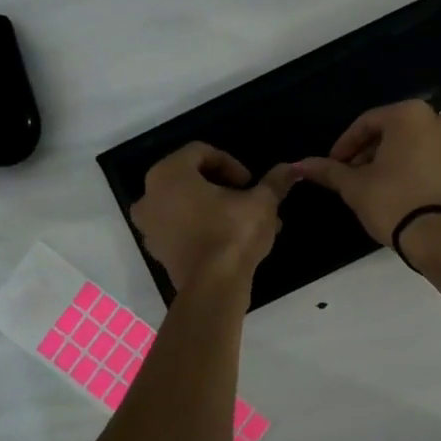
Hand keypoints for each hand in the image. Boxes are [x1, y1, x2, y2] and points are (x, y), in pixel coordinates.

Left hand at [130, 143, 296, 291]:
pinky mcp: (156, 250)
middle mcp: (150, 194)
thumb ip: (274, 181)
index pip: (201, 152)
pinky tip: (231, 240)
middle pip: (191, 178)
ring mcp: (148, 225)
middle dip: (224, 187)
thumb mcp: (261, 202)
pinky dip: (201, 227)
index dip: (231, 163)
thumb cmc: (233, 232)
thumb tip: (293, 169)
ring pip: (186, 204)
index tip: (250, 183)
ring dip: (215, 208)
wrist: (213, 287)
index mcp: (169, 173)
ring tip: (246, 222)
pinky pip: (179, 227)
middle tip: (249, 200)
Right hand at [293, 99, 440, 245]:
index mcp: (409, 114)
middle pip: (391, 130)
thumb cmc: (392, 201)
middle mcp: (437, 119)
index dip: (345, 145)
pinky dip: (412, 165)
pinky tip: (396, 186)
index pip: (366, 123)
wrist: (439, 237)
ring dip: (389, 158)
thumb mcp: (355, 185)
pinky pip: (430, 156)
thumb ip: (329, 170)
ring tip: (371, 182)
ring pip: (412, 142)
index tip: (332, 164)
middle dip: (368, 151)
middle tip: (350, 174)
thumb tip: (300, 165)